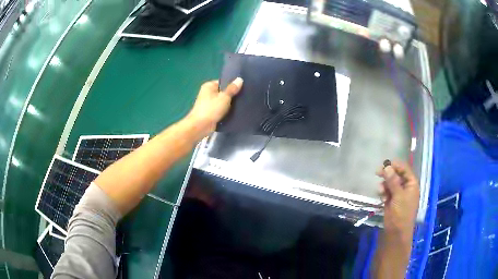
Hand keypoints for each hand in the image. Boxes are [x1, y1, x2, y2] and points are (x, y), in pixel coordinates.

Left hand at [185, 78, 242, 138]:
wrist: (200, 126)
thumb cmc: (211, 109)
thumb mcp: (224, 97)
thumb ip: (232, 89)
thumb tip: (240, 79)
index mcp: (209, 86)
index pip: (223, 82)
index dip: (232, 84)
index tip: (243, 87)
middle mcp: (207, 93)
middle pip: (223, 92)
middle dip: (232, 95)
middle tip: (244, 96)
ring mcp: (208, 103)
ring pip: (222, 101)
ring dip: (230, 104)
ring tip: (242, 104)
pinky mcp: (210, 113)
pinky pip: (220, 109)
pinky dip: (226, 111)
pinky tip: (235, 112)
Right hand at [377, 161, 419, 239]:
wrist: (396, 232)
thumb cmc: (401, 213)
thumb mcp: (398, 196)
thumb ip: (393, 181)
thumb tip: (387, 167)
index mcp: (412, 184)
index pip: (404, 169)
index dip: (395, 165)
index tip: (385, 164)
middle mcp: (406, 186)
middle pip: (396, 174)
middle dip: (388, 174)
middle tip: (377, 172)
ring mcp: (399, 193)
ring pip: (390, 183)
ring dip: (385, 184)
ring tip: (380, 191)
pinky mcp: (392, 200)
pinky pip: (387, 191)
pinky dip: (383, 192)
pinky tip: (381, 197)